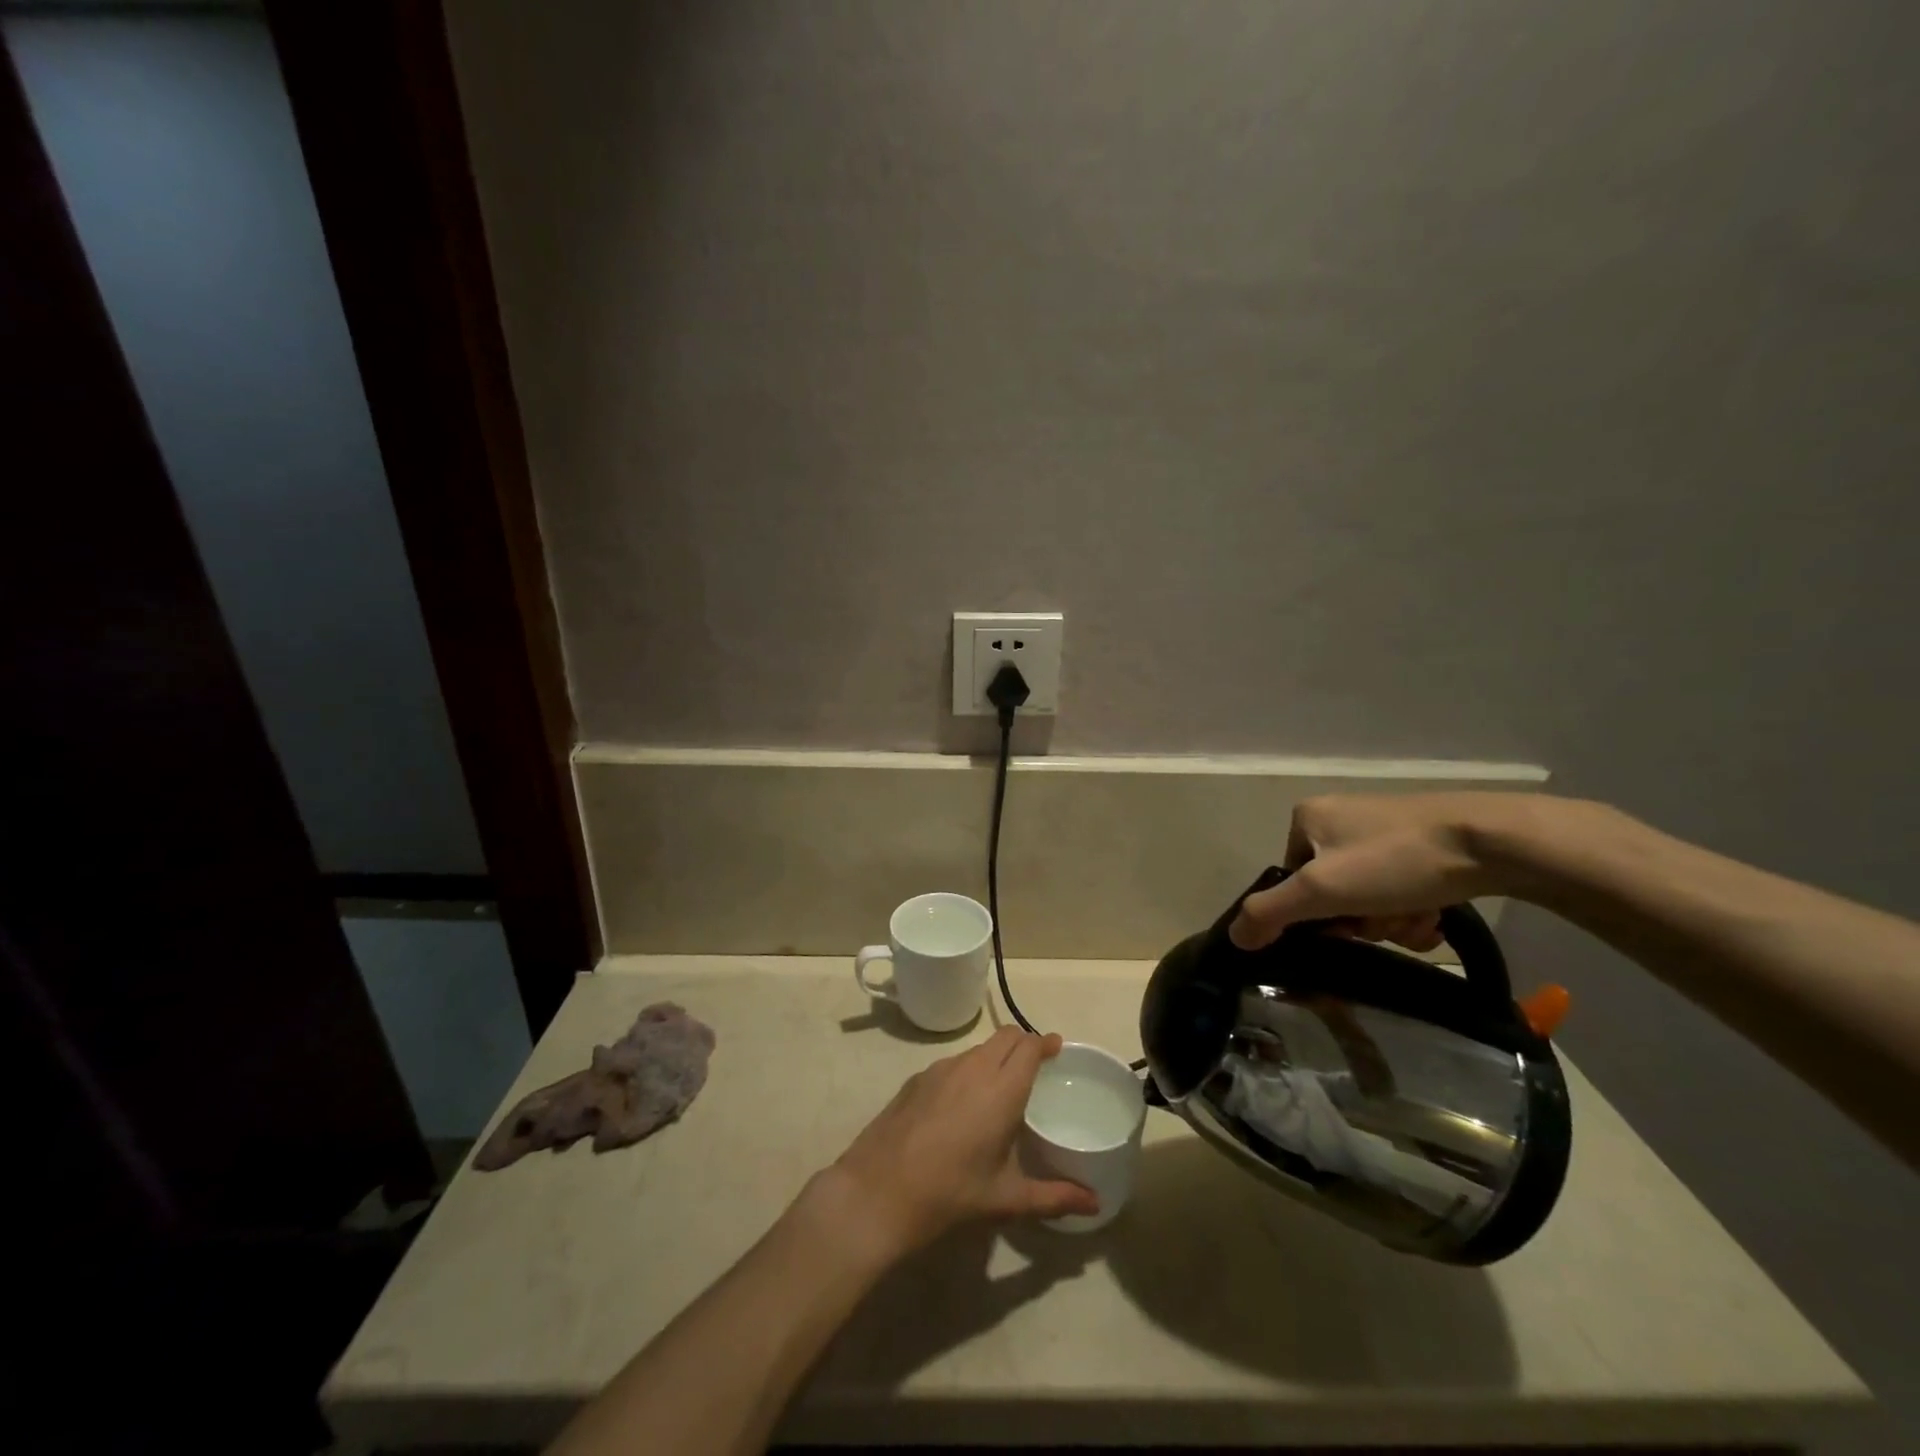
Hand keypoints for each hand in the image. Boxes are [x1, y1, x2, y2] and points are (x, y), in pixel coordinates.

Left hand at [826, 1027, 1098, 1257]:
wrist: (877, 1191)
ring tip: (1001, 1086)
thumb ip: (1055, 1197)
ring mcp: (940, 1069)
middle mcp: (973, 1068)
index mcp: (1001, 1089)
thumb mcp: (1006, 1199)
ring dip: (996, 1056)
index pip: (1030, 1046)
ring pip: (978, 1048)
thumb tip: (1095, 1204)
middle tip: (1036, 1065)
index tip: (1057, 1049)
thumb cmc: (950, 1194)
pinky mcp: (916, 1078)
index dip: (1046, 1043)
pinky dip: (969, 1070)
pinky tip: (963, 1104)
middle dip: (1024, 1043)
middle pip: (1005, 1036)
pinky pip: (953, 1063)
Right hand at [1231, 792, 1540, 950]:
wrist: (1492, 841)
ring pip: (1369, 894)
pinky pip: (1399, 886)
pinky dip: (1412, 908)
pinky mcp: (1422, 840)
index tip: (1346, 926)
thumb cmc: (1394, 861)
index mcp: (1307, 818)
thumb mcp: (1322, 891)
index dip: (1315, 914)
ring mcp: (1383, 827)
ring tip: (1417, 919)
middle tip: (1385, 923)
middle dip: (1360, 919)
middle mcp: (1340, 816)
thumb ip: (1270, 913)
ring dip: (1389, 920)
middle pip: (1332, 891)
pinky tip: (1434, 914)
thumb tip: (1234, 937)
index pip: (1291, 880)